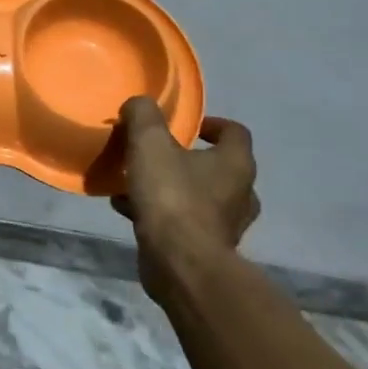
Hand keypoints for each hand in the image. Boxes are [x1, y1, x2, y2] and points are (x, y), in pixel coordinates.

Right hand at [113, 99, 259, 294]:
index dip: (211, 124)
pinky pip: (183, 221)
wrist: (180, 264)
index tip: (185, 125)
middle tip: (157, 154)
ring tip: (134, 182)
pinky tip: (127, 208)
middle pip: (217, 166)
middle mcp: (240, 193)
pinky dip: (160, 213)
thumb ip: (144, 115)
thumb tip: (139, 104)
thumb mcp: (150, 143)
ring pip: (198, 196)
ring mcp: (226, 225)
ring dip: (170, 187)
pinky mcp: (207, 249)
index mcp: (236, 163)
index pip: (235, 132)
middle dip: (186, 159)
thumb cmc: (172, 197)